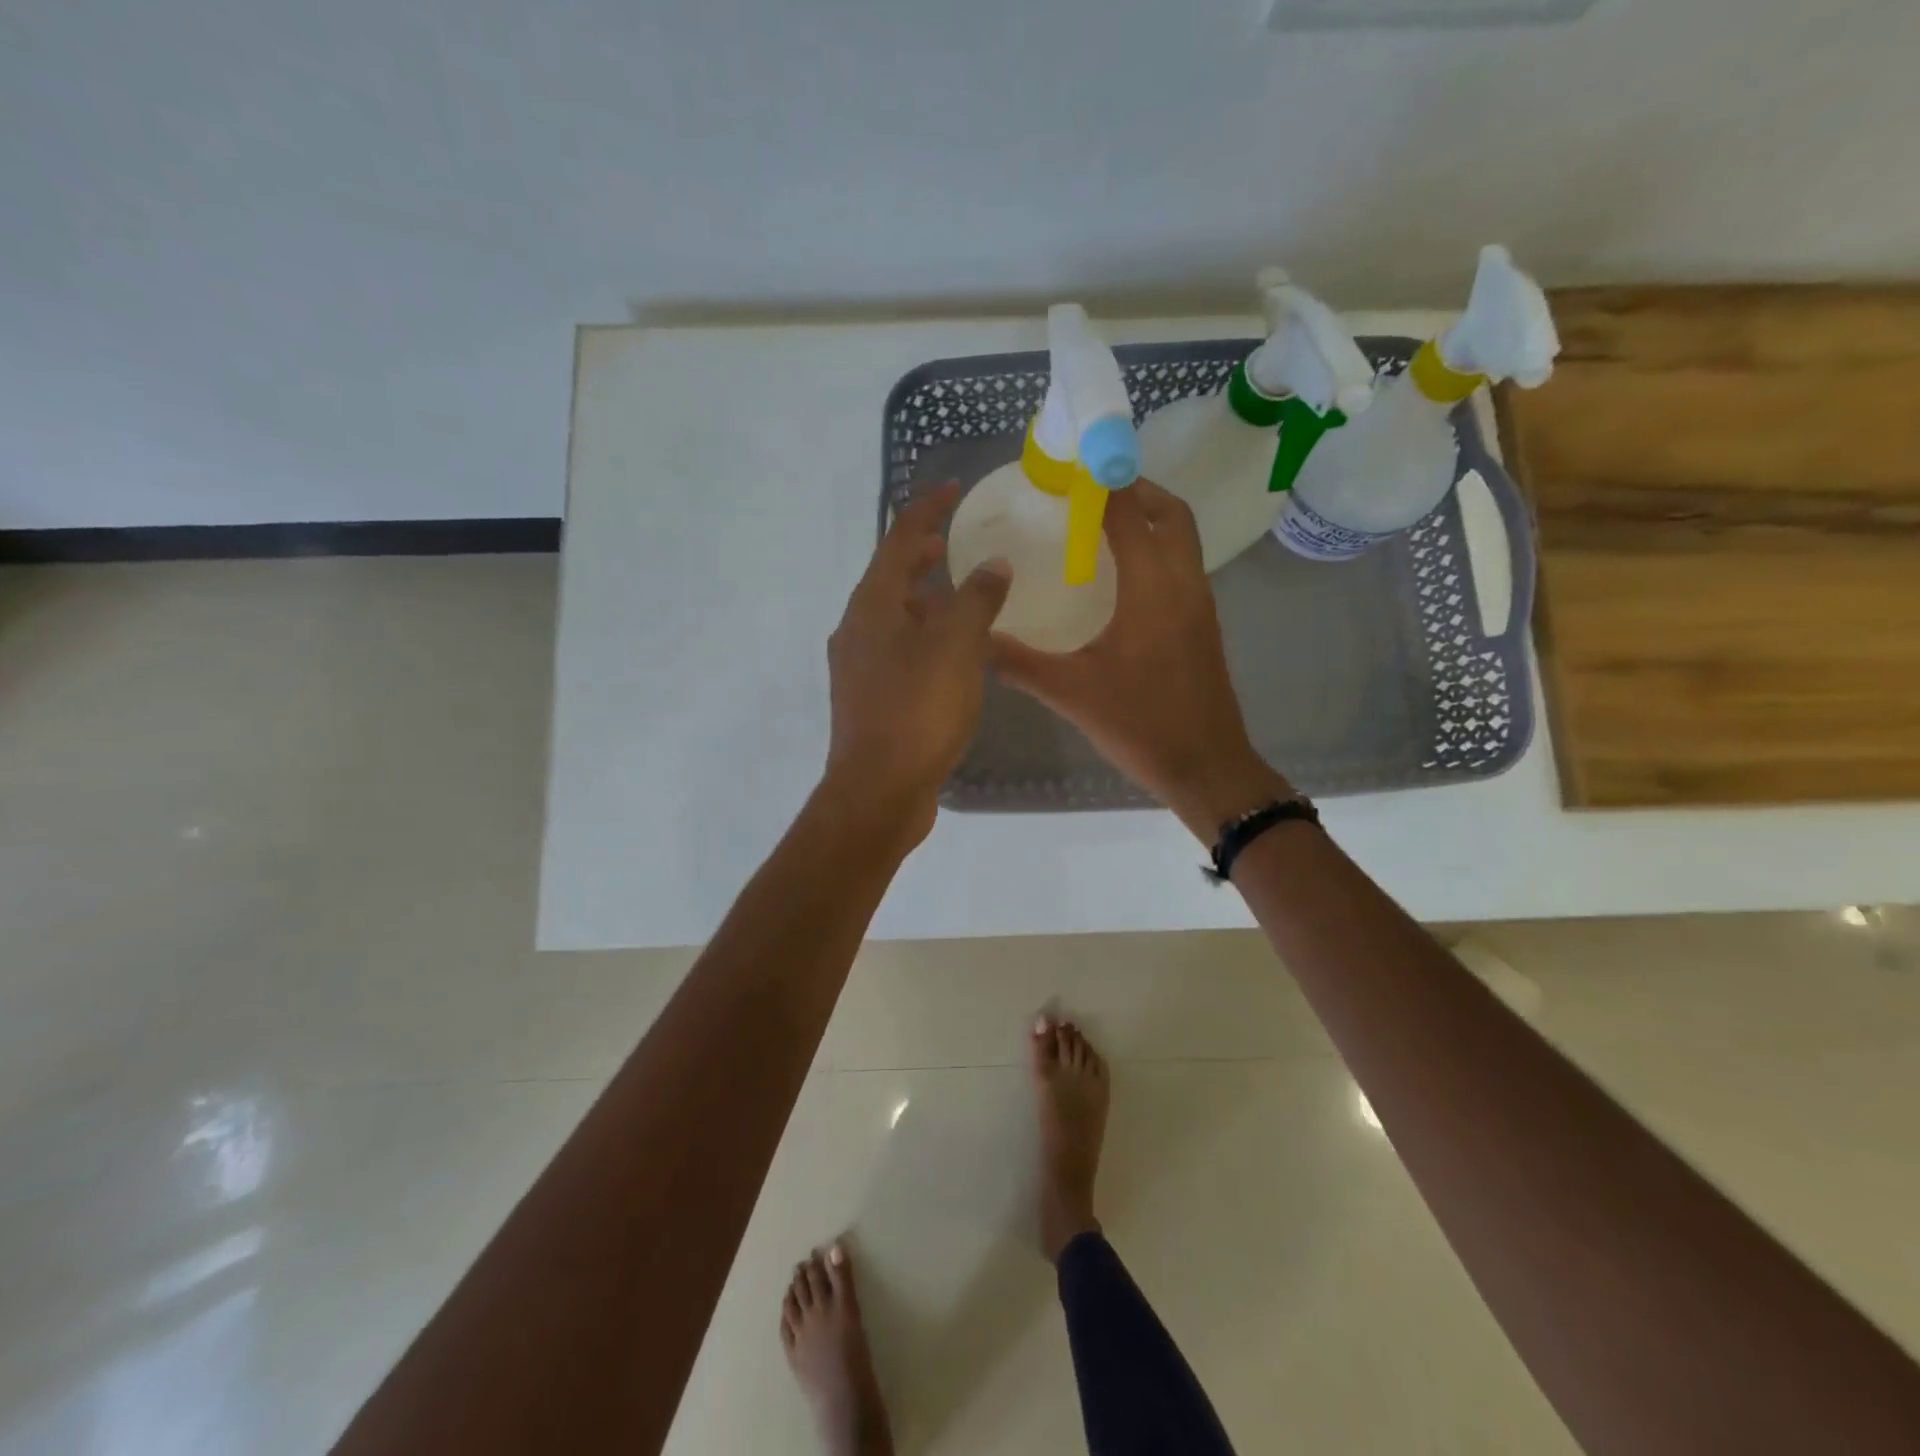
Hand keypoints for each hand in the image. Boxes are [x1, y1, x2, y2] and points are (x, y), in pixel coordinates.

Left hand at [821, 482, 1011, 849]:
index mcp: (872, 605)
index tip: (952, 489)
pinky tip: (951, 654)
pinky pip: (898, 650)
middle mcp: (857, 629)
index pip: (898, 539)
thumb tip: (993, 565)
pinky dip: (923, 636)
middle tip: (953, 542)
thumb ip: (977, 599)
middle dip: (921, 555)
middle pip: (889, 577)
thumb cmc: (918, 711)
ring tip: (960, 596)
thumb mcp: (957, 647)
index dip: (926, 510)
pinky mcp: (868, 698)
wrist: (879, 790)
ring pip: (893, 617)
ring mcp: (858, 667)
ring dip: (923, 599)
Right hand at [989, 478, 1289, 840]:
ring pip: (1183, 540)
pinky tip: (1123, 578)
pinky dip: (1158, 551)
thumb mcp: (1071, 693)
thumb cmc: (1141, 724)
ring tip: (1103, 526)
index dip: (1104, 484)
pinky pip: (1183, 567)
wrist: (1206, 767)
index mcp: (1152, 589)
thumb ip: (1019, 663)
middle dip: (1137, 490)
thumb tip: (976, 641)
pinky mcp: (1204, 626)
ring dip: (1151, 519)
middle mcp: (1183, 584)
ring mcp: (1200, 605)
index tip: (1073, 469)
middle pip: (1171, 514)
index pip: (1130, 514)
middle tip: (1093, 492)